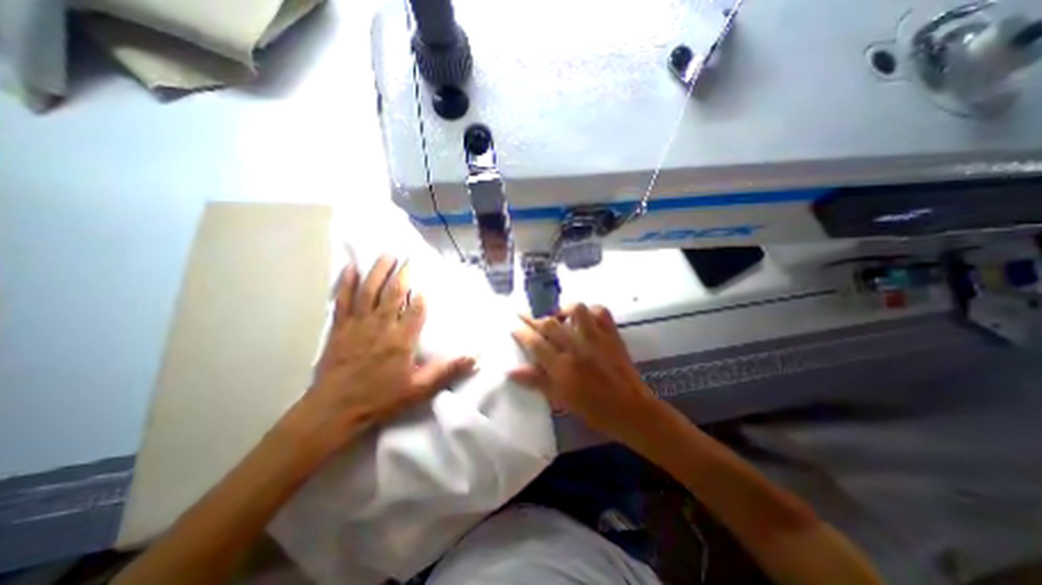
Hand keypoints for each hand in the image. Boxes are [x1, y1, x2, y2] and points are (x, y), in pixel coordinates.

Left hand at [276, 259, 472, 458]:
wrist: (334, 411)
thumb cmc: (380, 399)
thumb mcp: (420, 389)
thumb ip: (447, 371)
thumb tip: (475, 358)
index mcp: (402, 339)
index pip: (416, 309)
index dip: (423, 295)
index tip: (427, 282)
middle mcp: (381, 325)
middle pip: (393, 293)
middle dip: (402, 274)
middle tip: (407, 256)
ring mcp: (358, 324)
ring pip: (369, 291)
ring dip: (378, 271)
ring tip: (386, 254)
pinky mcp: (339, 328)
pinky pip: (343, 300)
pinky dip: (346, 283)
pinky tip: (350, 268)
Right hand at [512, 305, 657, 444]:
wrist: (632, 410)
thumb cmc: (594, 410)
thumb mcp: (562, 399)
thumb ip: (537, 381)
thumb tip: (510, 370)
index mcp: (563, 367)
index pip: (535, 344)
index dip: (521, 333)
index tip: (513, 326)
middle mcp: (578, 348)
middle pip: (550, 325)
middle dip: (533, 318)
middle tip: (524, 316)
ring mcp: (597, 338)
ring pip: (576, 310)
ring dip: (562, 310)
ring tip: (557, 316)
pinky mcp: (612, 334)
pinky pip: (601, 311)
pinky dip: (591, 310)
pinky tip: (584, 317)